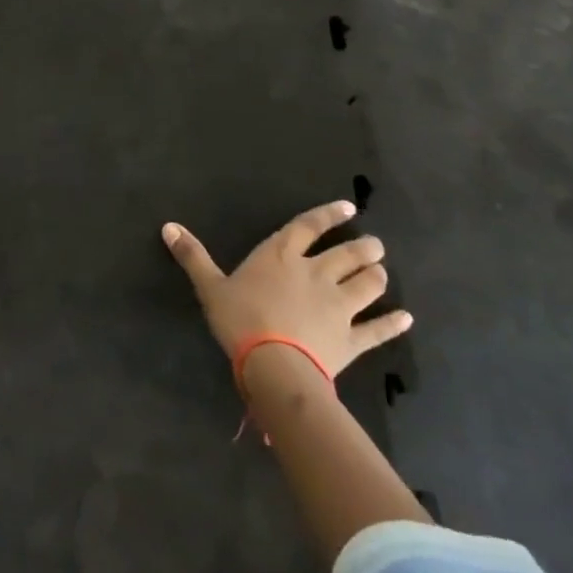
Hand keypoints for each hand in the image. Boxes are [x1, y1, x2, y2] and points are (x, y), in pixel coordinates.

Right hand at [162, 201, 410, 379]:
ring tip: (383, 271)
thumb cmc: (240, 319)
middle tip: (375, 244)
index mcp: (281, 256)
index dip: (328, 216)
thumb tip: (167, 226)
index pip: (308, 227)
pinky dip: (392, 323)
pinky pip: (377, 329)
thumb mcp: (210, 286)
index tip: (348, 208)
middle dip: (363, 247)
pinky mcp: (351, 338)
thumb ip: (192, 256)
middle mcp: (316, 274)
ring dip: (377, 277)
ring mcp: (338, 306)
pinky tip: (405, 318)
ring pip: (366, 285)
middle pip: (346, 254)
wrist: (273, 364)